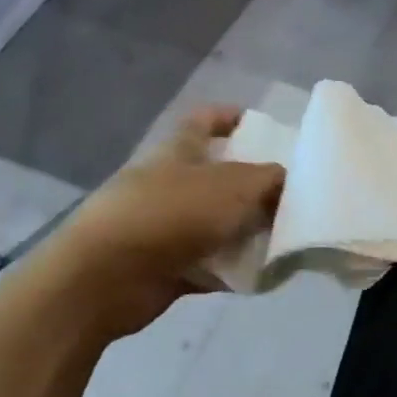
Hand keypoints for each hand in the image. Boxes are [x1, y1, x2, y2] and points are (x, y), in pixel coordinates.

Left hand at [22, 107, 283, 340]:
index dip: (231, 117)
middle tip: (294, 194)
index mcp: (179, 150)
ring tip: (287, 238)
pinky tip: (263, 274)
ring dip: (248, 231)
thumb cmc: (171, 214)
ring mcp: (164, 226)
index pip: (205, 120)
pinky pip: (210, 263)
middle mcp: (170, 183)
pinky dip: (233, 269)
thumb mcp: (236, 186)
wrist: (102, 279)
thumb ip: (269, 179)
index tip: (264, 127)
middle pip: (219, 176)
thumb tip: (285, 181)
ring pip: (218, 222)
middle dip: (255, 185)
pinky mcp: (164, 266)